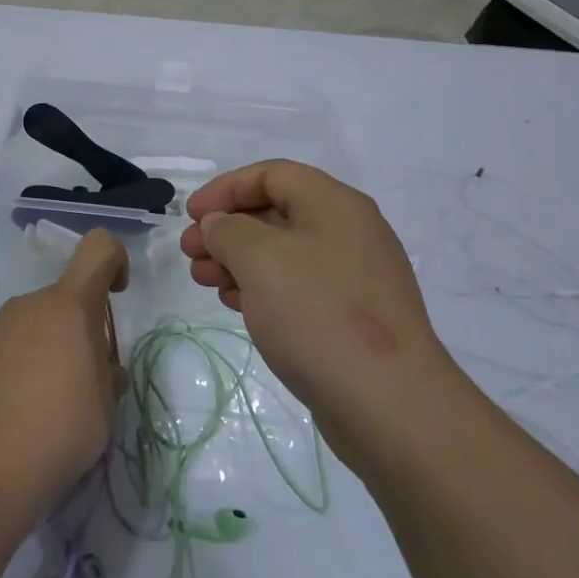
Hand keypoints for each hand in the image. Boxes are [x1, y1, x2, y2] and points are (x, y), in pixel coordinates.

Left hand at [0, 230, 129, 515]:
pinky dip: (26, 365)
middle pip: (68, 298)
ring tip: (52, 406)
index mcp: (70, 305)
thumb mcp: (105, 405)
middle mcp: (31, 304)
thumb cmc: (59, 429)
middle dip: (83, 330)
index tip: (118, 297)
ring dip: (54, 349)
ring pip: (40, 324)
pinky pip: (14, 344)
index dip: (116, 261)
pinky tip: (22, 411)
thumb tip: (99, 368)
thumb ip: (107, 373)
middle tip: (87, 384)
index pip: (99, 247)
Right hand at [180, 161, 442, 426]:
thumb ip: (228, 230)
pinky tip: (235, 304)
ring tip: (204, 280)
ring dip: (238, 260)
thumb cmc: (318, 314)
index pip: (271, 175)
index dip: (225, 188)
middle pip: (276, 212)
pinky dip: (262, 288)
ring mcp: (353, 277)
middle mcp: (348, 231)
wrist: (389, 402)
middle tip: (190, 254)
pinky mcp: (351, 316)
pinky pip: (297, 286)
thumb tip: (220, 225)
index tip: (190, 216)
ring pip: (283, 253)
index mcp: (334, 204)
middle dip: (227, 229)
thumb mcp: (259, 259)